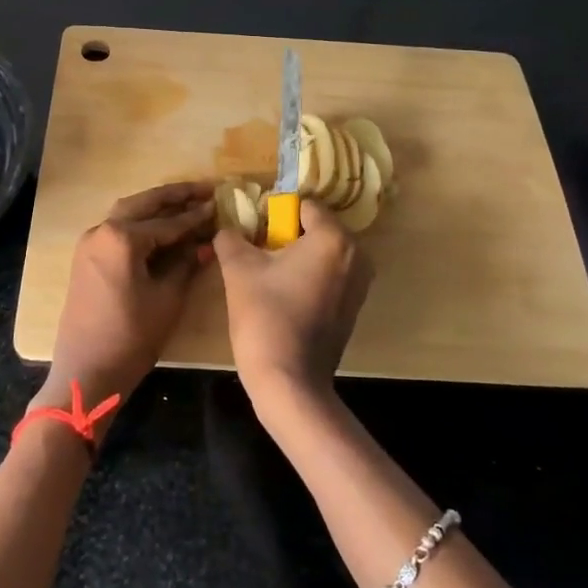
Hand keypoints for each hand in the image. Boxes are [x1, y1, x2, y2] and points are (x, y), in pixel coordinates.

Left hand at [36, 181, 215, 429]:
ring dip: (155, 206)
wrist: (86, 372)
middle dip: (174, 196)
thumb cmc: (131, 337)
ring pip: (127, 213)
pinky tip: (160, 227)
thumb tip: (205, 242)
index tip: (219, 204)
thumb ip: (186, 264)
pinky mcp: (86, 259)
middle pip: (143, 204)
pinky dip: (140, 223)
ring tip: (185, 202)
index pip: (167, 222)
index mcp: (122, 238)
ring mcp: (90, 243)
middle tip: (204, 189)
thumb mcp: (167, 299)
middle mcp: (101, 231)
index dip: (195, 216)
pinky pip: (116, 230)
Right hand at [212, 200, 373, 426]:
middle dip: (286, 236)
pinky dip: (309, 278)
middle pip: (315, 229)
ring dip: (296, 258)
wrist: (289, 381)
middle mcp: (356, 255)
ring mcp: (360, 284)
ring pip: (322, 253)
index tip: (254, 235)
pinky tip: (284, 297)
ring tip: (268, 278)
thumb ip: (231, 237)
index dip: (274, 214)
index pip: (303, 206)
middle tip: (257, 255)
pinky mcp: (354, 307)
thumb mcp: (238, 269)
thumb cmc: (265, 316)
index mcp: (333, 238)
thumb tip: (227, 228)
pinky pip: (330, 276)